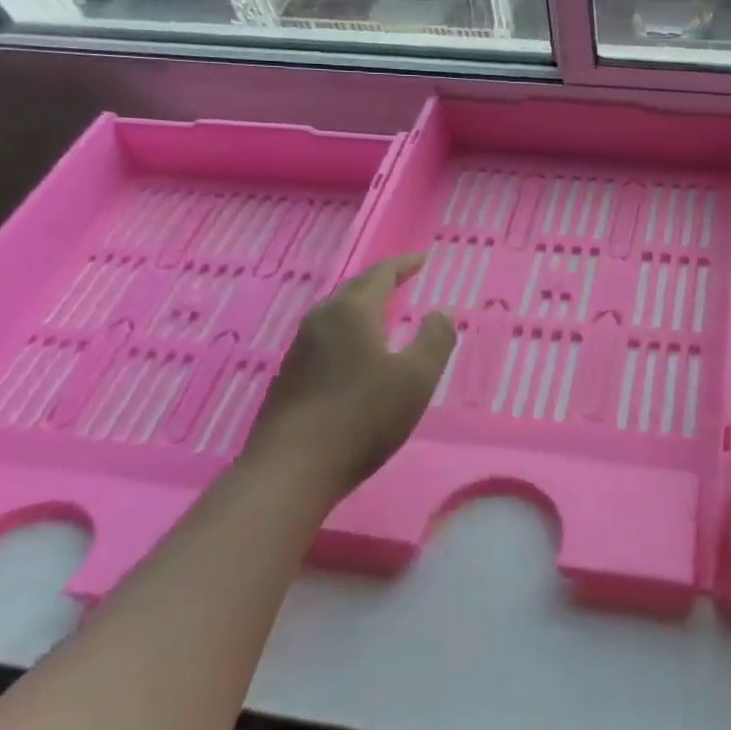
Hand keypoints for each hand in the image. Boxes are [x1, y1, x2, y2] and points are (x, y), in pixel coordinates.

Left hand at [245, 255, 455, 501]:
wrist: (291, 470)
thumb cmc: (362, 417)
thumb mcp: (416, 379)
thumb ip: (435, 340)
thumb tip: (442, 312)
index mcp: (353, 312)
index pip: (380, 274)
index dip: (404, 265)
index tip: (422, 260)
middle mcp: (321, 320)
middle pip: (354, 290)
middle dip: (380, 282)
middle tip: (403, 280)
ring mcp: (299, 348)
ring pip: (336, 314)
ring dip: (361, 307)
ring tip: (382, 313)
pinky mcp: (288, 376)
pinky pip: (325, 338)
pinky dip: (347, 332)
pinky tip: (354, 353)